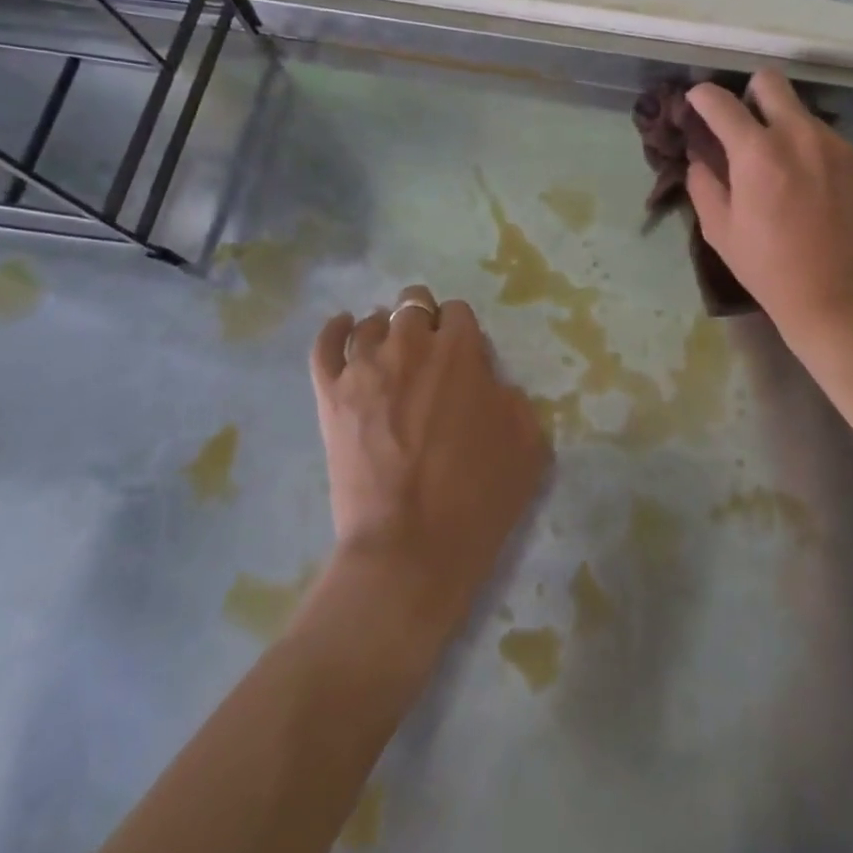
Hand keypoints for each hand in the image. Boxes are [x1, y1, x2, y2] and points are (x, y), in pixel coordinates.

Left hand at [309, 287, 549, 636]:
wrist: (409, 548)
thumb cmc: (477, 497)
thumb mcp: (528, 442)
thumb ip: (511, 396)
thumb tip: (488, 383)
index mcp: (459, 350)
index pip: (458, 311)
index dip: (462, 333)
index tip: (464, 360)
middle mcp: (409, 343)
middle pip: (413, 304)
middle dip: (425, 322)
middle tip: (429, 358)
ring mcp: (363, 366)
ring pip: (371, 321)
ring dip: (386, 331)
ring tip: (391, 358)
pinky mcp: (330, 394)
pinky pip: (325, 343)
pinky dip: (335, 330)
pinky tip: (345, 328)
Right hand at [685, 70, 852, 341]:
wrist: (837, 298)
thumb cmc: (767, 267)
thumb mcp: (718, 229)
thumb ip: (703, 182)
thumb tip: (701, 156)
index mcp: (757, 152)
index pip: (720, 102)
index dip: (702, 96)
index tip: (696, 102)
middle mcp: (800, 136)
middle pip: (771, 81)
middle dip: (749, 94)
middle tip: (743, 126)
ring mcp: (838, 146)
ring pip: (802, 113)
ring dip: (784, 128)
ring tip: (783, 169)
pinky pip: (828, 141)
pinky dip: (812, 153)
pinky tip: (813, 190)